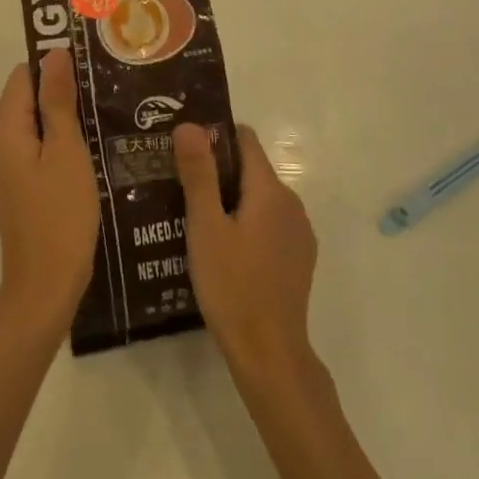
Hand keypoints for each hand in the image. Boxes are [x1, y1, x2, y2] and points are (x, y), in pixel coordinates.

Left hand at [0, 51, 98, 334]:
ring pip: (34, 121)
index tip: (92, 69)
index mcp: (3, 130)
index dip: (55, 67)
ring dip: (64, 116)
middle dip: (62, 91)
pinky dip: (60, 140)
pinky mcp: (17, 182)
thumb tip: (54, 53)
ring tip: (104, 114)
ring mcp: (5, 164)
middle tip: (105, 91)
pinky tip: (91, 145)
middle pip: (26, 96)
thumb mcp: (65, 152)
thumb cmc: (60, 215)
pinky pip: (36, 145)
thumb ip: (58, 101)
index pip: (24, 76)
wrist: (46, 285)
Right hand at [174, 123, 317, 378]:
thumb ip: (199, 173)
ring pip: (259, 199)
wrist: (269, 354)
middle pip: (251, 169)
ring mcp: (299, 233)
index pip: (245, 140)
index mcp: (271, 190)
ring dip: (230, 200)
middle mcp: (292, 203)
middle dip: (218, 171)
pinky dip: (246, 223)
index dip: (215, 137)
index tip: (184, 149)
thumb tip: (190, 125)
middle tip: (179, 185)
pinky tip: (221, 247)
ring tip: (193, 217)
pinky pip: (269, 224)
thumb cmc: (232, 285)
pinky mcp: (298, 258)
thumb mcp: (205, 227)